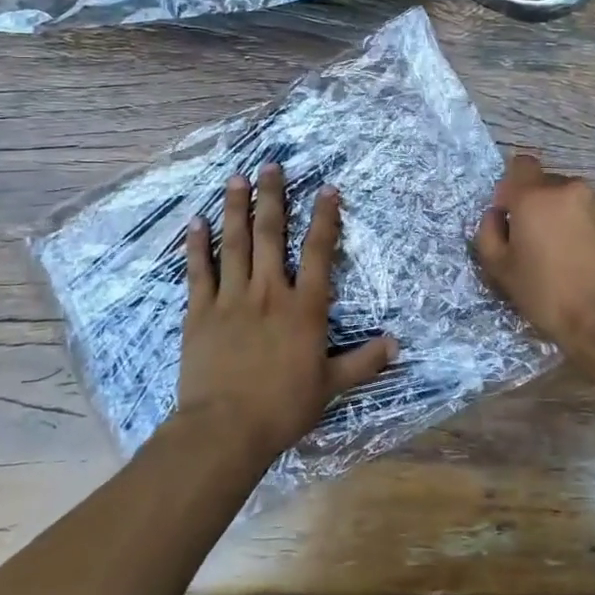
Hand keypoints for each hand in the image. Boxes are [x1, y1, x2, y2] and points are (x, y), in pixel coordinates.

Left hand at [174, 163, 396, 466]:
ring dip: (236, 207)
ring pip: (234, 243)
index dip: (325, 218)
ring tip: (237, 178)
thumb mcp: (331, 387)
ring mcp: (231, 298)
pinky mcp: (200, 311)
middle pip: (270, 234)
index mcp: (303, 307)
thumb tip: (397, 344)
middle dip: (272, 196)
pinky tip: (197, 221)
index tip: (327, 189)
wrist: (225, 429)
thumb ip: (364, 362)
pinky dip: (197, 244)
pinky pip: (199, 270)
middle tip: (270, 166)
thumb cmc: (283, 408)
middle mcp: (269, 291)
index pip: (318, 252)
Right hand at [472, 153, 594, 349]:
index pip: (520, 165)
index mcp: (535, 196)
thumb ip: (489, 232)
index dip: (513, 187)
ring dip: (567, 216)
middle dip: (540, 205)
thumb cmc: (547, 294)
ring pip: (574, 200)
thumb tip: (497, 215)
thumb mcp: (500, 269)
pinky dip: (590, 227)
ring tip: (569, 252)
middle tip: (539, 241)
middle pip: (547, 184)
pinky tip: (590, 258)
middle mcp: (570, 188)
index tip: (512, 216)